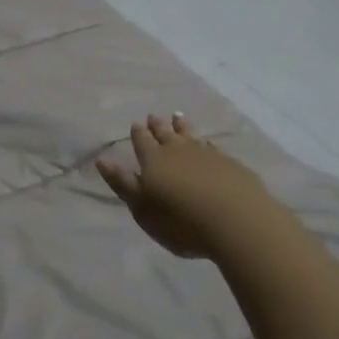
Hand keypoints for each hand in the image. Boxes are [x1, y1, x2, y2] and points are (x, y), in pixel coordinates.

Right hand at [97, 113, 286, 260]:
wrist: (236, 220)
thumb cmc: (181, 221)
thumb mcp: (143, 209)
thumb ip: (123, 184)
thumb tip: (103, 160)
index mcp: (153, 160)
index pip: (142, 141)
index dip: (138, 133)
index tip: (136, 124)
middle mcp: (178, 150)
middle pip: (165, 133)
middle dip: (158, 125)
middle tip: (154, 116)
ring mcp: (206, 154)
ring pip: (189, 134)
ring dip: (182, 126)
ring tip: (177, 117)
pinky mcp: (229, 163)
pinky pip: (211, 146)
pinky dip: (205, 142)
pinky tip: (206, 143)